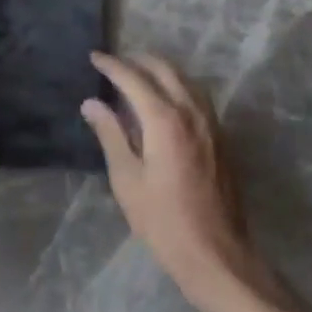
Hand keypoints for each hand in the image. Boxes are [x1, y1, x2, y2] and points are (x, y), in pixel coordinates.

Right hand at [82, 53, 266, 301]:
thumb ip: (110, 134)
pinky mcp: (219, 137)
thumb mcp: (127, 179)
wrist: (216, 254)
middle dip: (137, 60)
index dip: (111, 65)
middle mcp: (191, 112)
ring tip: (136, 76)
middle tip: (114, 63)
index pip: (133, 78)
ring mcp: (210, 123)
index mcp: (165, 119)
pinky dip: (176, 86)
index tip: (94, 57)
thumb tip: (92, 103)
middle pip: (164, 69)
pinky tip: (163, 100)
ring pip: (184, 79)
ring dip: (160, 70)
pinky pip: (196, 96)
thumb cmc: (163, 221)